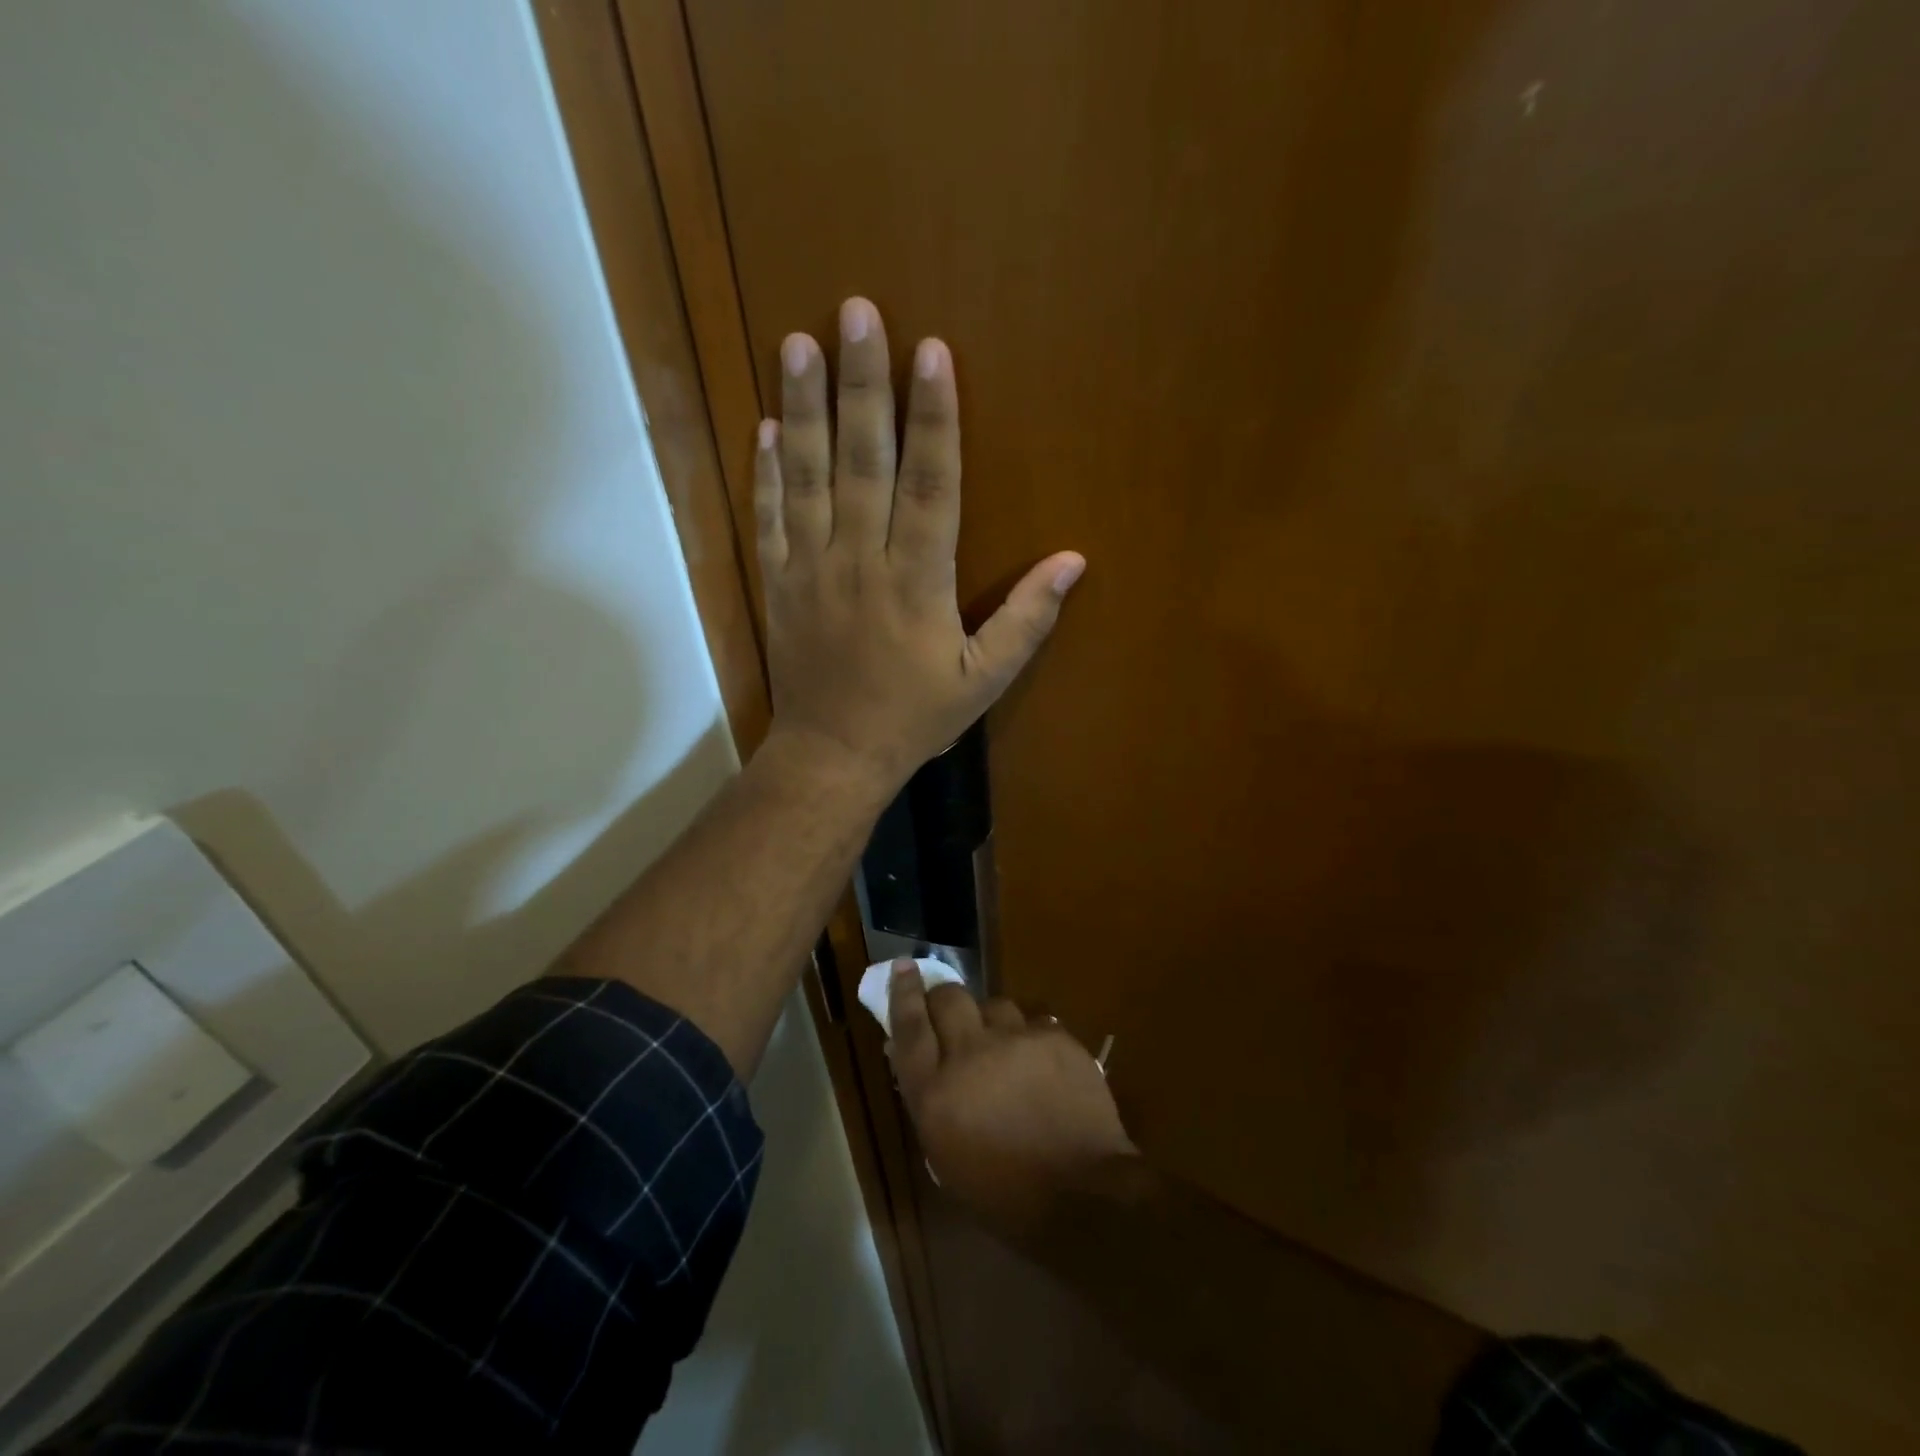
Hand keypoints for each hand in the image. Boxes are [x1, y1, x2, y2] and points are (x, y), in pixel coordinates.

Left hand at [754, 297, 1084, 791]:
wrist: (833, 755)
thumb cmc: (914, 717)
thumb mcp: (982, 680)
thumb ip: (1026, 620)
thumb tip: (1072, 562)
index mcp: (918, 581)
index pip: (931, 484)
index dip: (934, 416)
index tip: (931, 351)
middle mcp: (861, 561)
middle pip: (864, 461)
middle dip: (864, 384)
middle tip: (857, 311)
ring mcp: (811, 569)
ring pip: (808, 477)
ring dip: (805, 407)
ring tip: (800, 342)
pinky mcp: (778, 583)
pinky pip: (770, 517)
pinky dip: (767, 471)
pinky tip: (768, 425)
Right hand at [887, 960, 1135, 1225]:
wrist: (1083, 1196)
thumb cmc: (1005, 1195)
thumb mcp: (946, 1157)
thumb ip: (929, 1100)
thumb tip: (915, 1060)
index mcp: (936, 1093)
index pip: (909, 1026)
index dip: (904, 992)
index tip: (904, 967)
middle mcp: (971, 1054)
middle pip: (949, 998)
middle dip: (945, 998)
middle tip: (950, 1012)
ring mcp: (1016, 1040)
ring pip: (994, 1004)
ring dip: (991, 1021)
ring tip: (1004, 1047)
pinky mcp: (1055, 1037)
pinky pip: (1034, 1023)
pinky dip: (1030, 1038)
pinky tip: (1041, 1065)